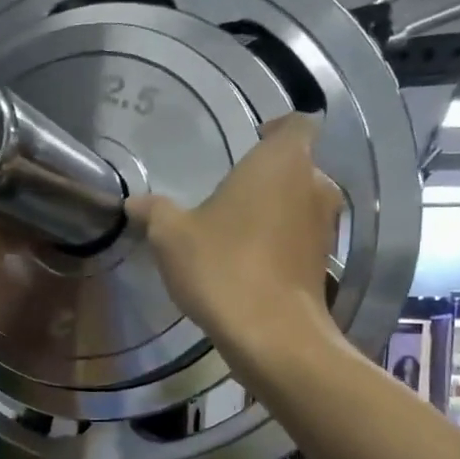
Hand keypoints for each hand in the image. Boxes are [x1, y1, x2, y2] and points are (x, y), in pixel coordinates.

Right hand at [126, 114, 339, 354]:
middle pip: (299, 166)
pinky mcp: (324, 265)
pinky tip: (252, 264)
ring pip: (302, 204)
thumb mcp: (172, 237)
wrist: (272, 335)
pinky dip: (283, 243)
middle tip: (234, 193)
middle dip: (270, 176)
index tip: (254, 140)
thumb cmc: (223, 267)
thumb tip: (134, 202)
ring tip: (240, 230)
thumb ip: (155, 212)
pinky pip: (302, 239)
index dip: (277, 128)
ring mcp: (325, 228)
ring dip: (277, 211)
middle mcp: (314, 186)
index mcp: (282, 162)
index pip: (296, 123)